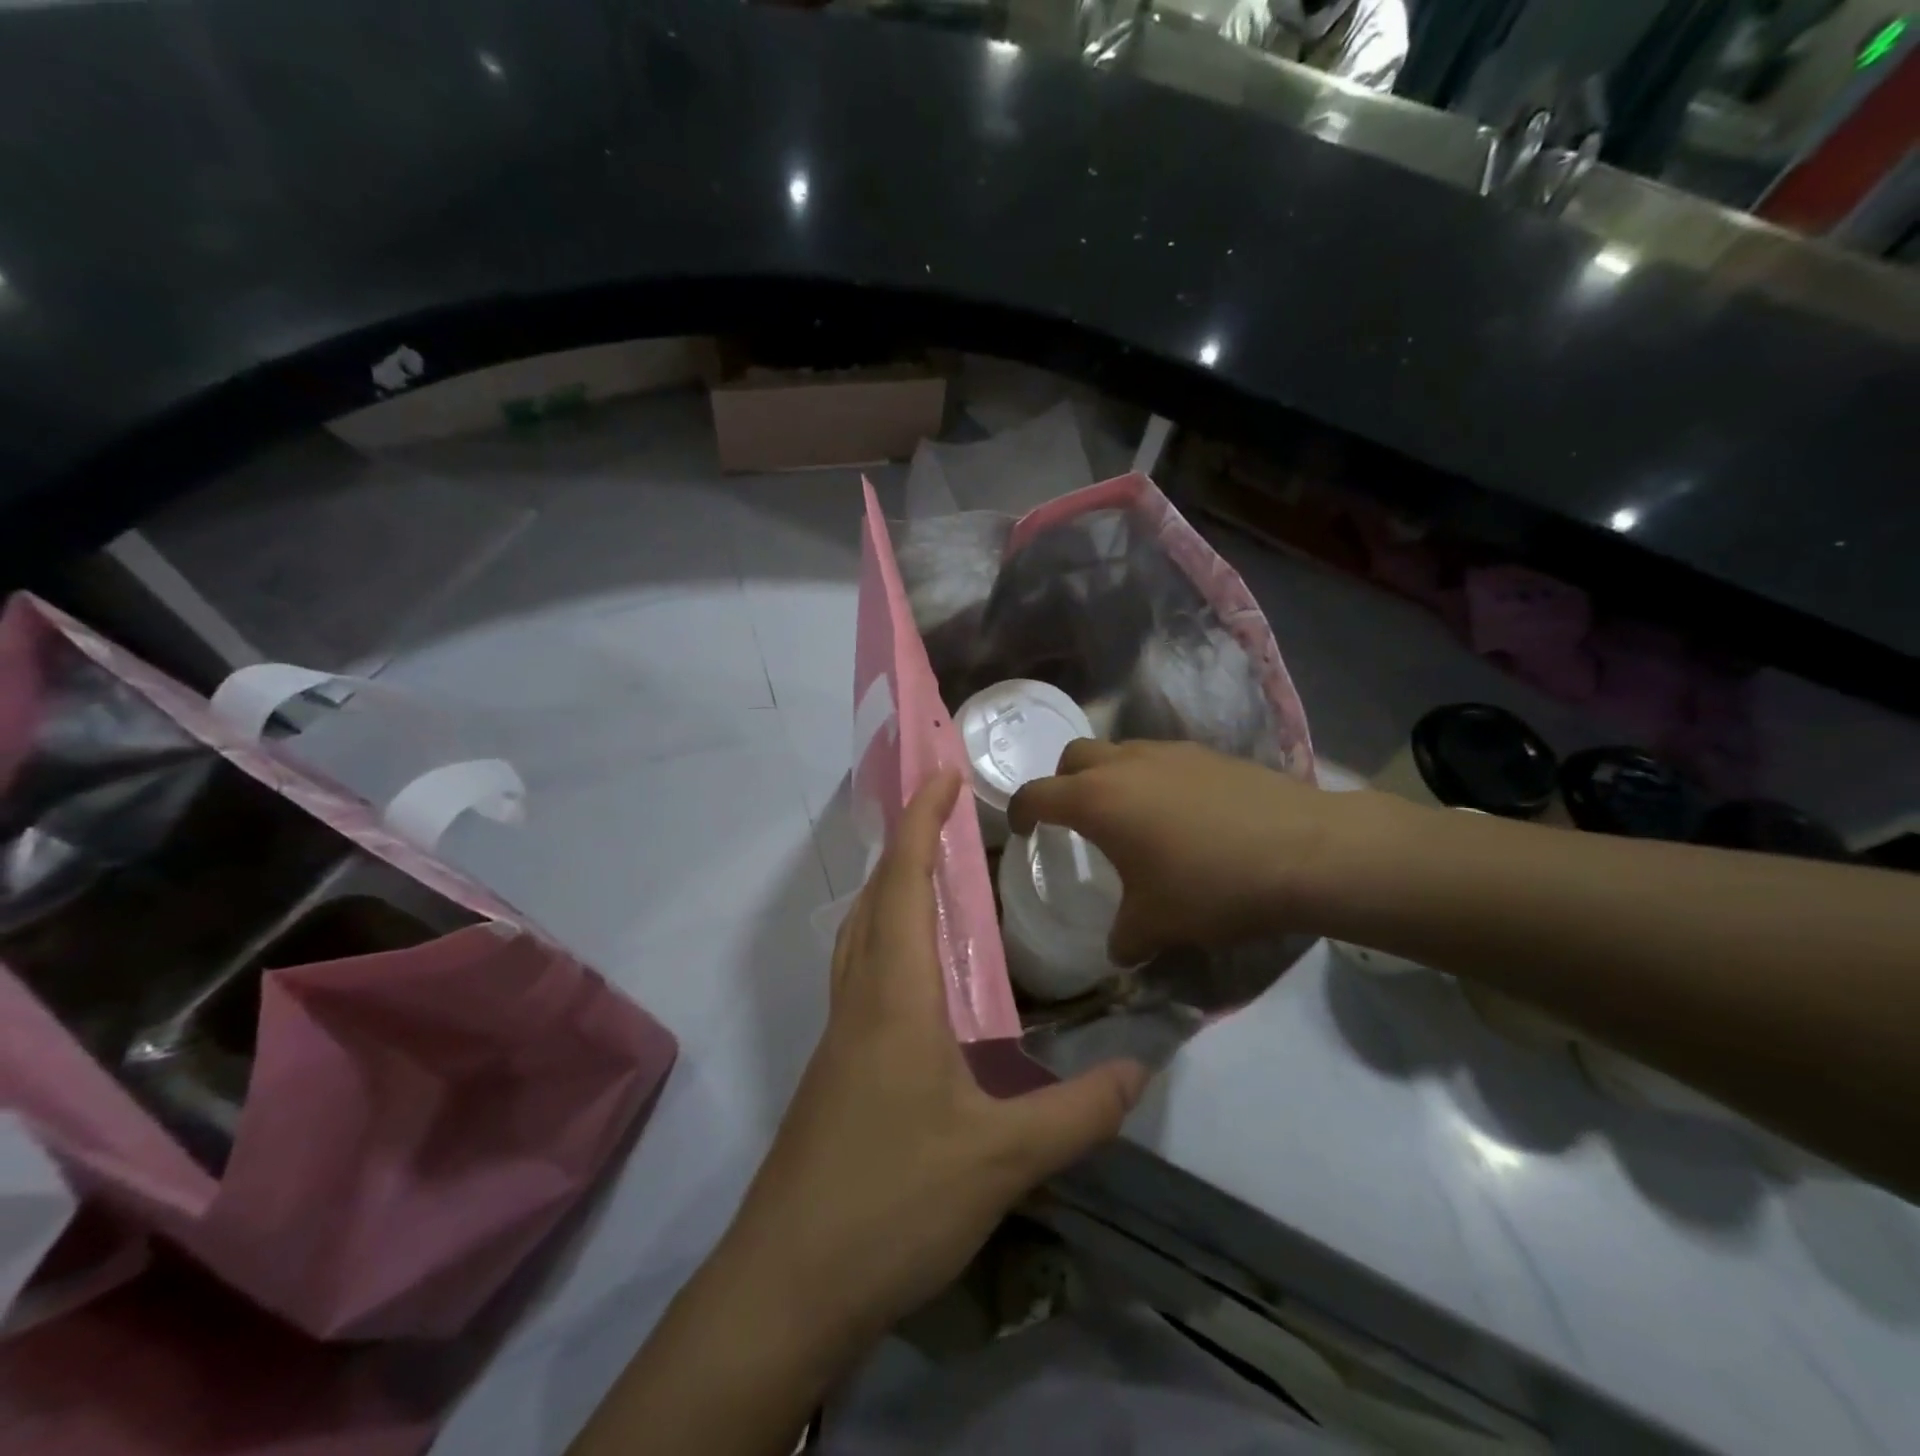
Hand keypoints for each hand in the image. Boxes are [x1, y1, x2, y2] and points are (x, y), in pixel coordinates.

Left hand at [723, 770, 1149, 1350]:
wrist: (787, 1284)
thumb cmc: (891, 1202)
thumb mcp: (1000, 1160)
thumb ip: (1076, 1114)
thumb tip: (1141, 1068)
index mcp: (895, 996)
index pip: (904, 883)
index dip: (922, 823)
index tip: (944, 776)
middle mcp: (859, 999)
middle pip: (874, 898)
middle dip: (906, 844)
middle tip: (947, 817)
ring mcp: (839, 1035)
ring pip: (860, 934)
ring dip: (892, 890)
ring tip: (935, 877)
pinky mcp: (835, 1069)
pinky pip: (861, 974)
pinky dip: (887, 940)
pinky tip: (920, 975)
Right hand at [1008, 738, 1340, 964]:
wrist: (1305, 851)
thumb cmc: (1211, 886)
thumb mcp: (1157, 924)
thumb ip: (1124, 938)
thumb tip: (1118, 950)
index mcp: (1096, 800)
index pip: (1036, 794)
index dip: (1019, 812)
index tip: (1022, 831)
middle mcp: (1125, 764)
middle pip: (1073, 756)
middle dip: (1062, 782)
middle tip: (1074, 818)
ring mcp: (1169, 752)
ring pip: (1119, 751)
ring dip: (1109, 776)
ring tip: (1129, 817)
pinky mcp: (1207, 753)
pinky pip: (1160, 759)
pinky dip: (1151, 778)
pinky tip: (1179, 815)